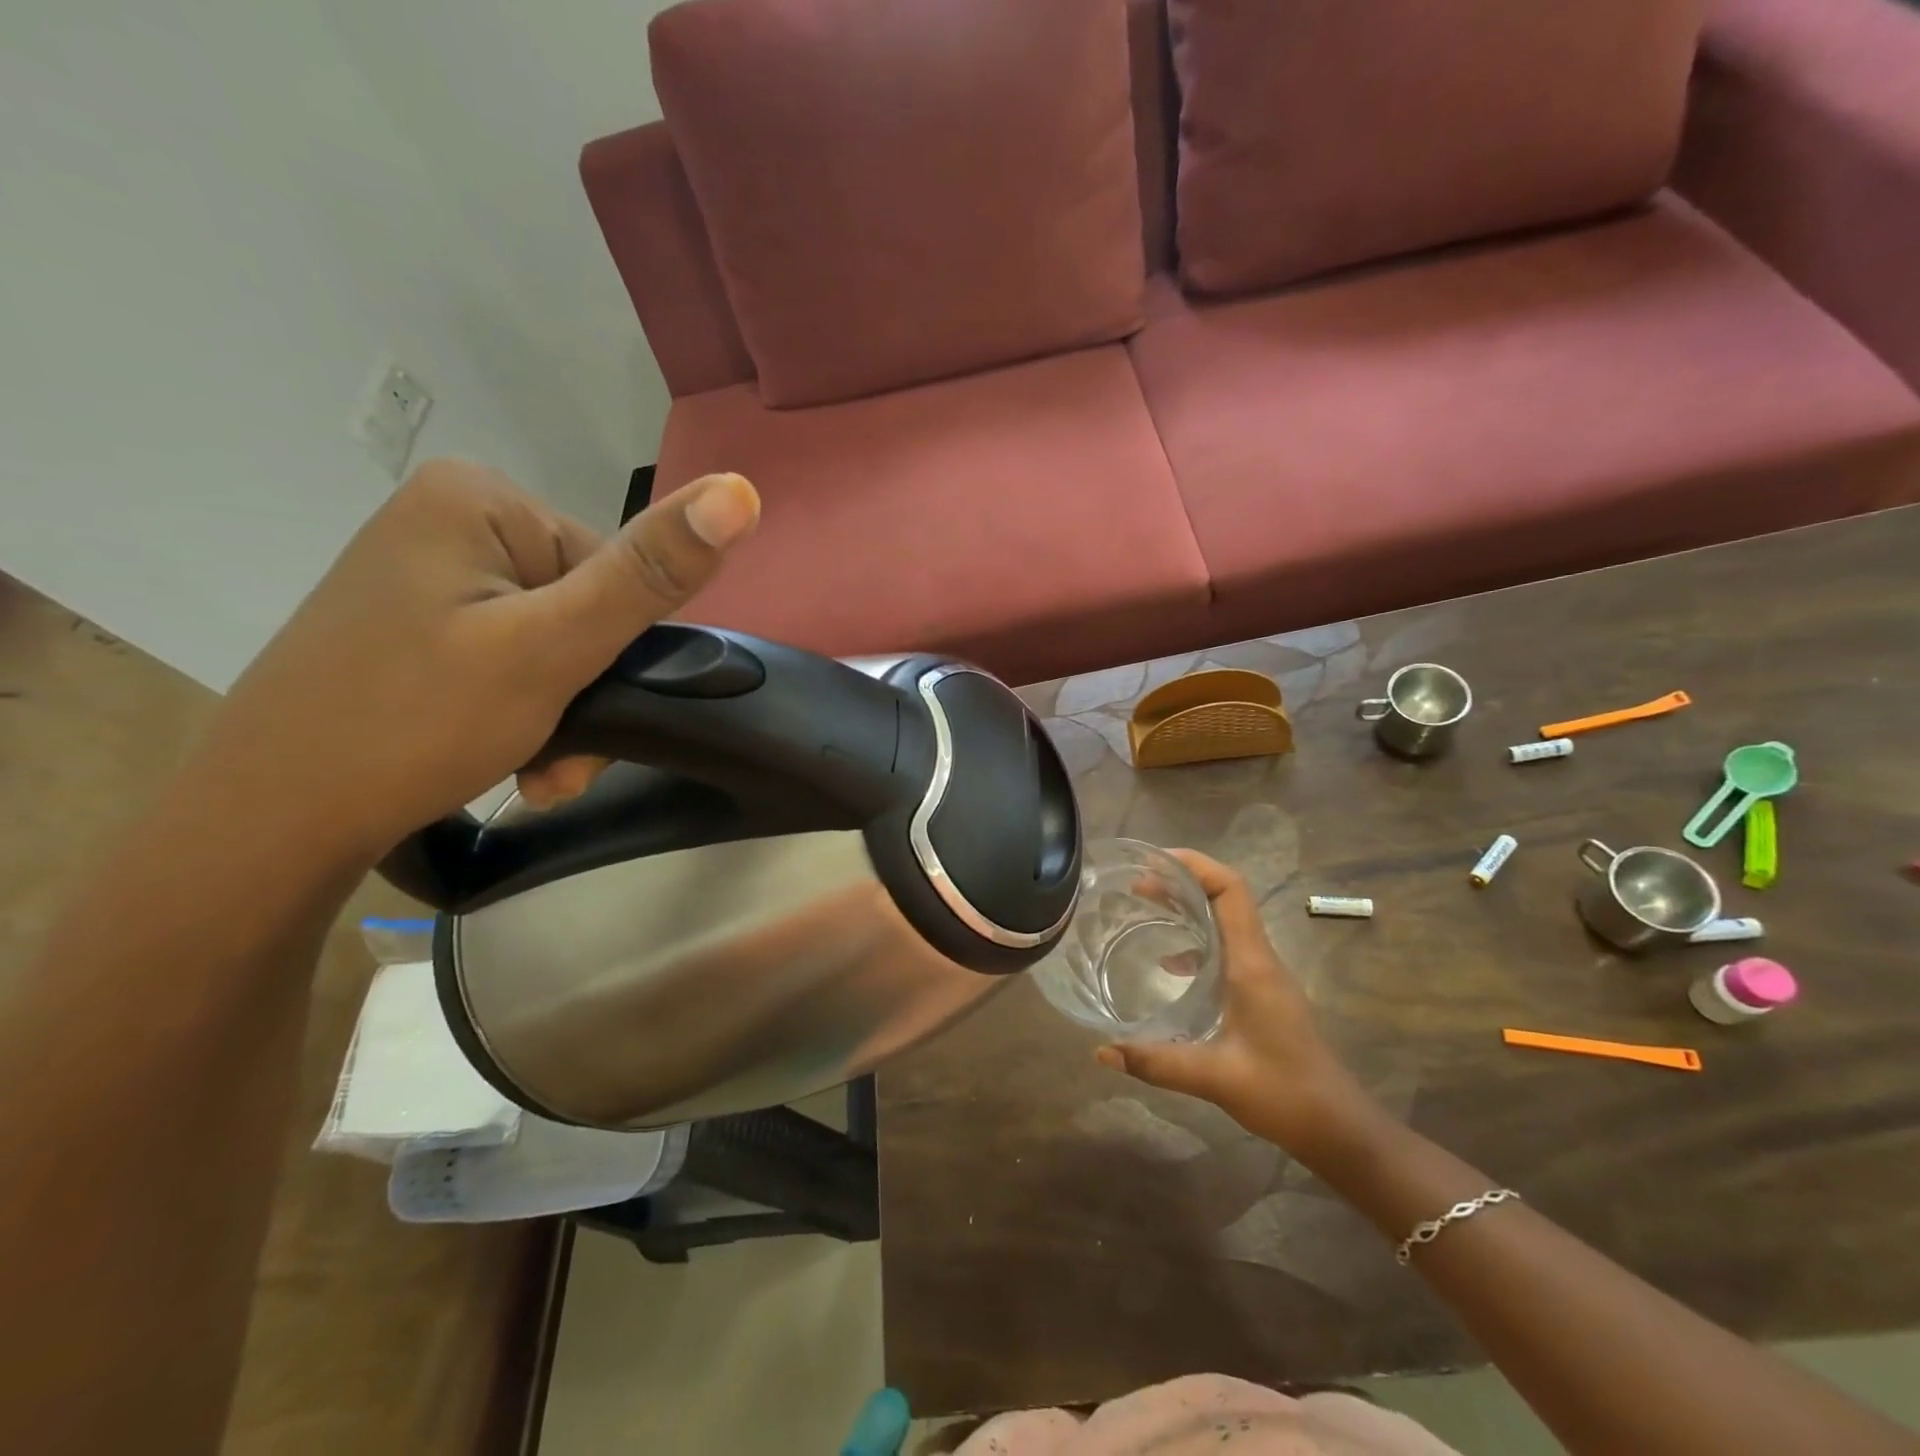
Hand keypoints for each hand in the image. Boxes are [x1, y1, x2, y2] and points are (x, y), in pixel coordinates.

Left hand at [199, 458, 759, 861]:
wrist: (273, 819)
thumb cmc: (416, 722)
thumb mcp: (553, 647)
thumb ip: (649, 574)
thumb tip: (739, 492)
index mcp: (481, 499)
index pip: (616, 569)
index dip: (617, 649)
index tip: (590, 710)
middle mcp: (453, 520)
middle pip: (584, 608)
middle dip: (587, 692)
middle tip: (560, 758)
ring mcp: (431, 573)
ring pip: (554, 643)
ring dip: (564, 713)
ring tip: (538, 770)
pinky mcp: (420, 621)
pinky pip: (513, 658)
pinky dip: (527, 712)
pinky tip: (513, 758)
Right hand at [1096, 851, 1378, 1160]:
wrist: (1339, 1127)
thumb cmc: (1284, 1093)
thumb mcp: (1215, 1078)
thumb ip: (1157, 1062)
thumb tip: (1102, 1051)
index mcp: (1252, 964)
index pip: (1230, 891)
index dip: (1195, 865)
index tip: (1155, 860)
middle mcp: (1259, 959)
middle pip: (1224, 898)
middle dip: (1182, 881)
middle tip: (1136, 883)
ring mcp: (1263, 975)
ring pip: (1225, 921)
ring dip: (1189, 907)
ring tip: (1146, 908)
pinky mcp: (1262, 993)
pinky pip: (1226, 948)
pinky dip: (1196, 940)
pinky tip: (1168, 964)